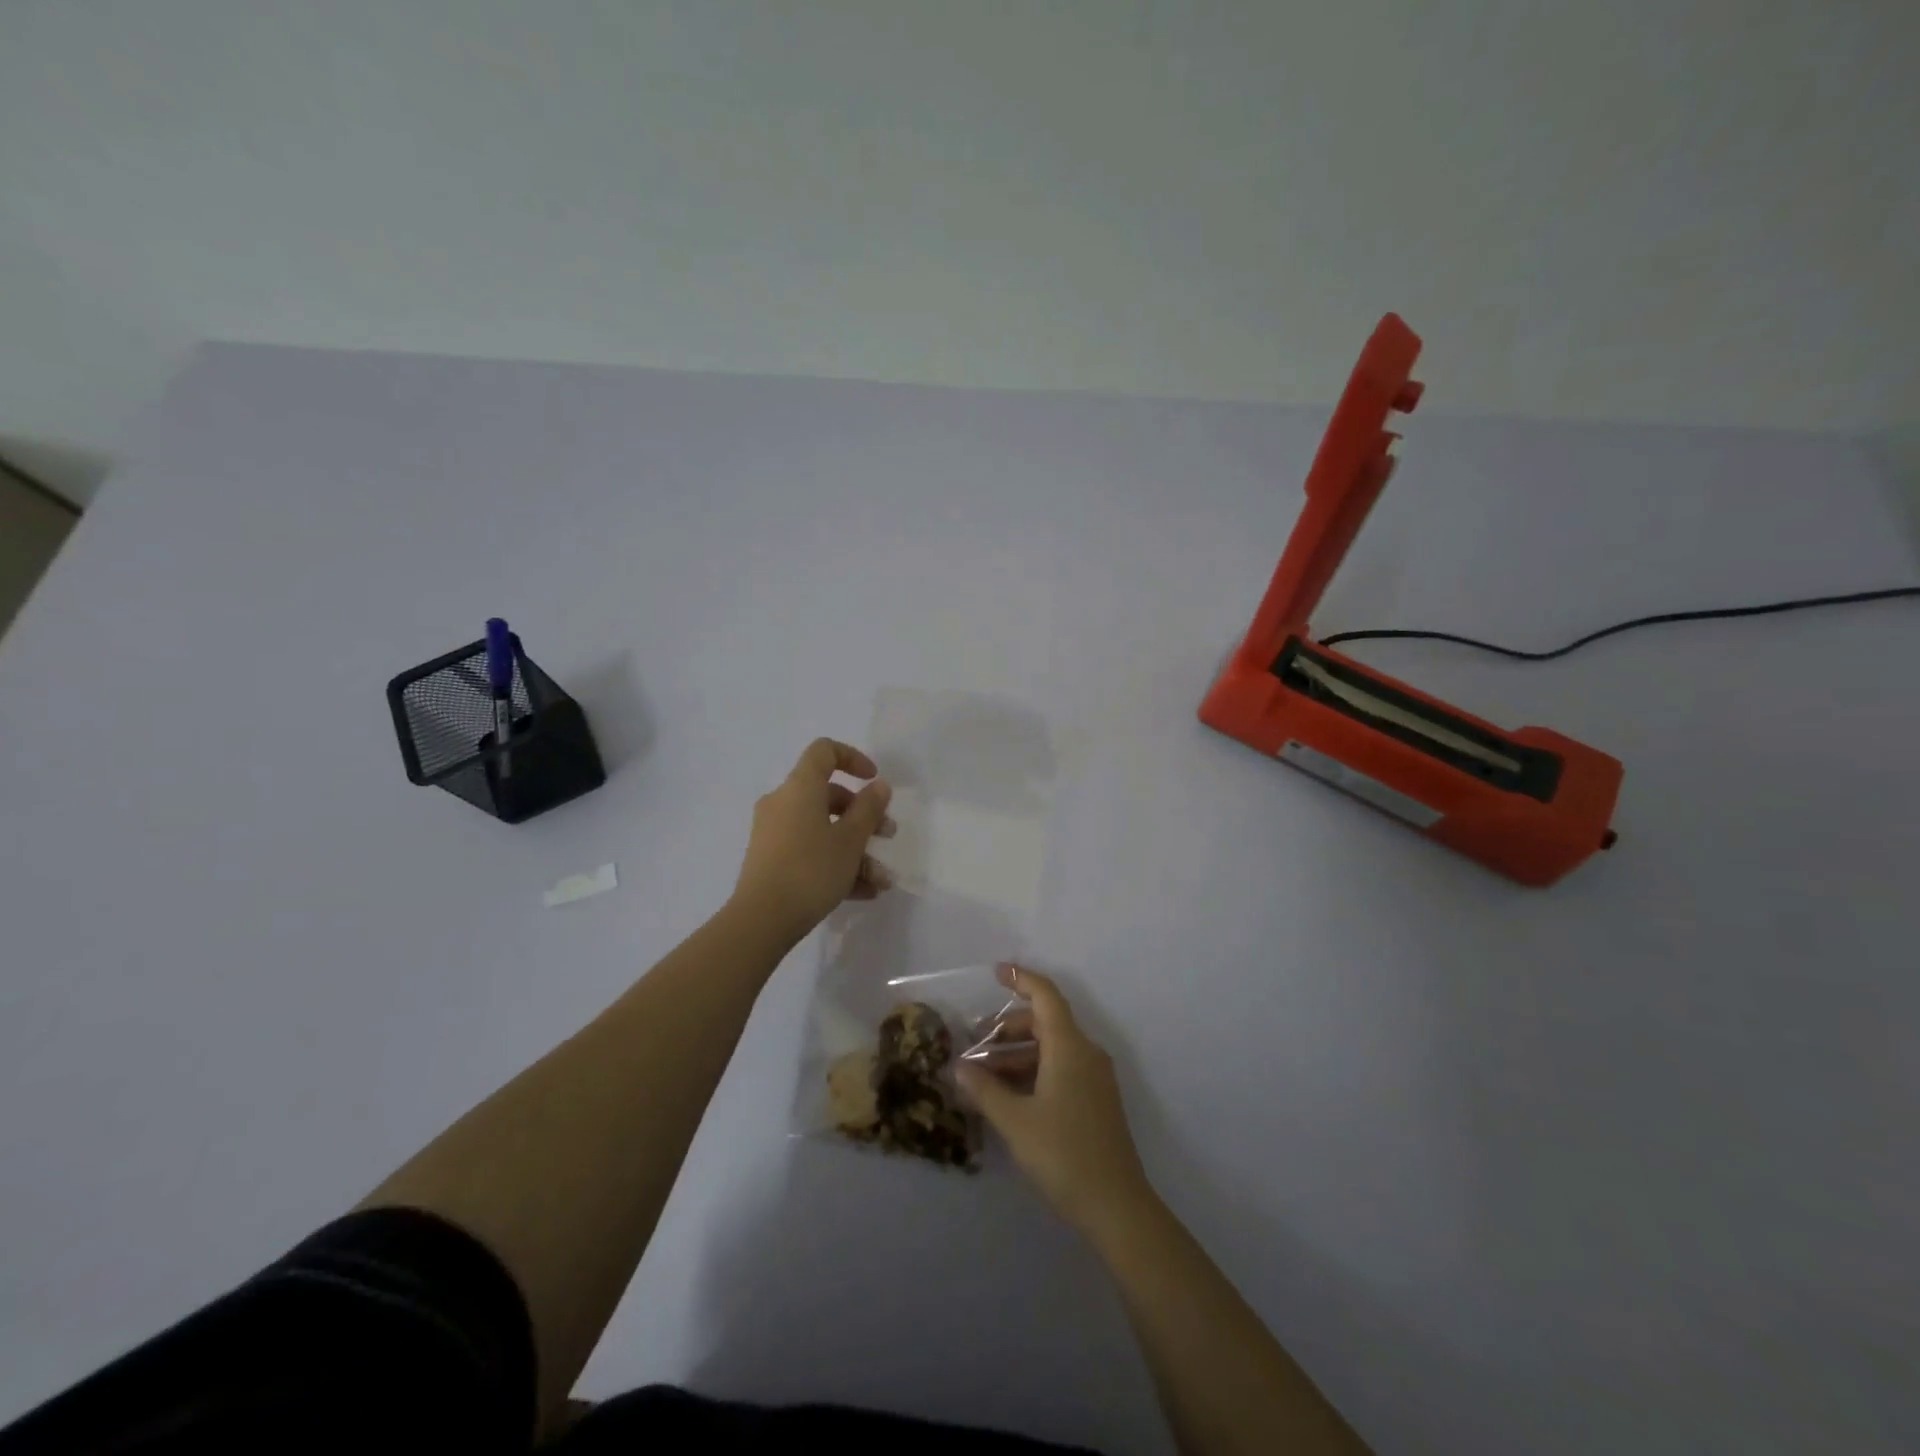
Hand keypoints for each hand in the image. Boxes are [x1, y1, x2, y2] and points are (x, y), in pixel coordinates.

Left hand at [732, 738, 894, 940]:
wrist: (761, 919)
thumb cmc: (811, 869)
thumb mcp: (850, 840)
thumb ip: (869, 809)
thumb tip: (878, 786)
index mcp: (800, 787)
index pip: (824, 751)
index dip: (853, 758)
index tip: (874, 780)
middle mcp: (783, 803)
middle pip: (828, 796)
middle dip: (864, 816)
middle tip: (888, 835)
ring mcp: (774, 833)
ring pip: (823, 829)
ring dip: (856, 850)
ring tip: (882, 879)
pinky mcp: (771, 860)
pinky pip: (810, 852)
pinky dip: (836, 865)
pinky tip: (864, 892)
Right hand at [957, 964, 1154, 1236]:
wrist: (1117, 1206)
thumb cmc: (1063, 1154)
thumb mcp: (1015, 1121)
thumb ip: (984, 1090)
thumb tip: (958, 1068)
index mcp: (1069, 1047)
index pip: (1046, 997)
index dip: (1022, 979)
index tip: (996, 972)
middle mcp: (1085, 1053)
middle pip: (1045, 1023)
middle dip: (1007, 1028)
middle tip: (974, 1043)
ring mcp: (1094, 1078)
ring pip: (1051, 1048)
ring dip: (1016, 1054)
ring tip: (982, 1075)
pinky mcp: (1096, 1100)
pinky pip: (1060, 1068)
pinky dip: (1032, 1072)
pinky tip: (1007, 1096)